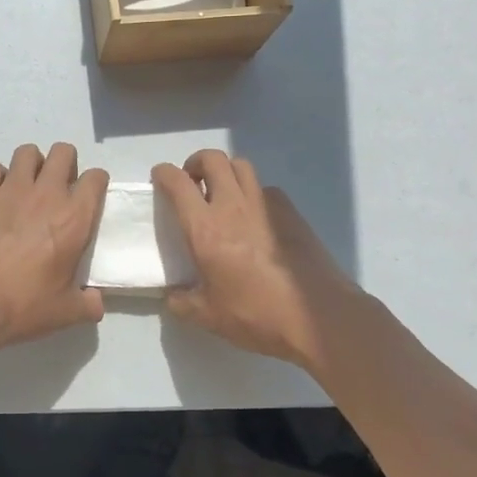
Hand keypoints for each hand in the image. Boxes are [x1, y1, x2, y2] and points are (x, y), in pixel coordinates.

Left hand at [0, 143, 107, 357]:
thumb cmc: (22, 306)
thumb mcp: (65, 313)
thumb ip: (88, 304)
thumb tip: (96, 302)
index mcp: (74, 219)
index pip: (96, 178)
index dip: (95, 184)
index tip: (89, 198)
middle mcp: (46, 194)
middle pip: (64, 152)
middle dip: (65, 164)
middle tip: (58, 189)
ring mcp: (11, 189)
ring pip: (28, 152)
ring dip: (32, 165)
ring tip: (28, 187)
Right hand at [152, 151, 369, 371]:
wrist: (317, 316)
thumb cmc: (257, 314)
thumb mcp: (209, 316)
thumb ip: (182, 302)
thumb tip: (172, 296)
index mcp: (205, 228)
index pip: (178, 183)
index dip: (164, 174)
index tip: (160, 178)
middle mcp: (233, 206)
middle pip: (213, 160)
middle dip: (196, 163)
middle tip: (192, 183)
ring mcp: (265, 205)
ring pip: (241, 166)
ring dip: (225, 172)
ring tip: (222, 194)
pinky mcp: (291, 212)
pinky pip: (265, 188)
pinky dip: (253, 192)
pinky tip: (255, 217)